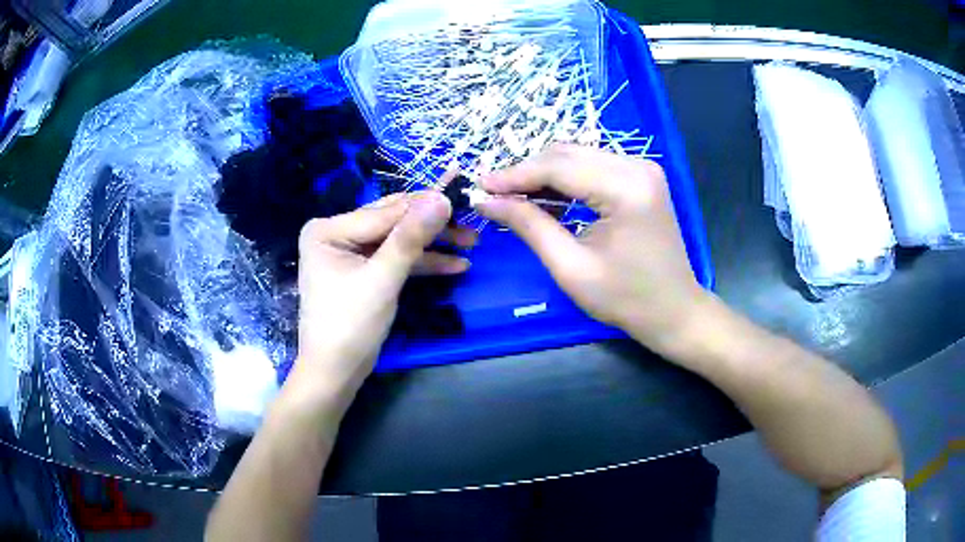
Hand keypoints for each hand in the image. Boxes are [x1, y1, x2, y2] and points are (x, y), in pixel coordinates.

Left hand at [294, 191, 474, 397]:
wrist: (336, 372)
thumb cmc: (350, 325)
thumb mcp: (382, 279)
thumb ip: (411, 238)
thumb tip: (442, 199)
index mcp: (329, 229)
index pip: (384, 212)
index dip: (424, 207)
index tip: (461, 199)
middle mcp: (336, 234)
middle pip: (392, 222)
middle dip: (431, 226)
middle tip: (470, 224)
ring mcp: (350, 252)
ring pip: (398, 240)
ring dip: (432, 245)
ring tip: (471, 244)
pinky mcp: (363, 271)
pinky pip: (395, 259)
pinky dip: (421, 263)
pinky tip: (454, 265)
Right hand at [477, 145, 706, 355]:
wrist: (674, 310)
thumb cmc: (626, 299)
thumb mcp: (571, 267)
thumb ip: (529, 226)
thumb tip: (487, 201)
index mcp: (626, 188)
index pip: (558, 167)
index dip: (515, 176)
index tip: (480, 187)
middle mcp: (637, 166)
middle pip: (567, 154)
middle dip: (527, 172)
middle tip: (493, 193)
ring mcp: (642, 168)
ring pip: (578, 156)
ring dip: (543, 174)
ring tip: (512, 196)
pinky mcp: (641, 176)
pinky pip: (592, 166)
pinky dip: (565, 179)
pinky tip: (544, 195)